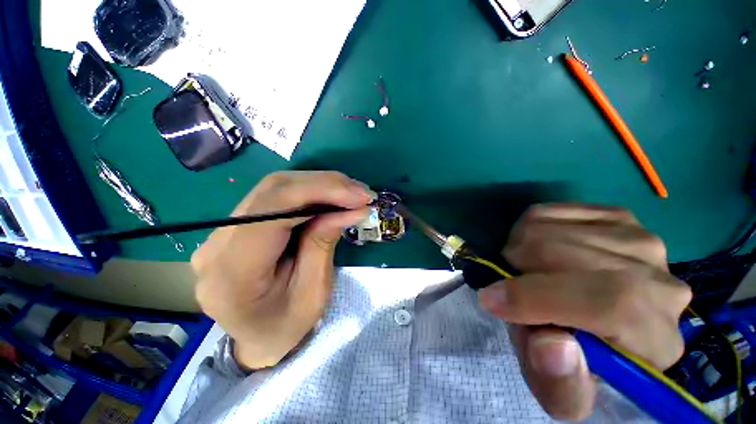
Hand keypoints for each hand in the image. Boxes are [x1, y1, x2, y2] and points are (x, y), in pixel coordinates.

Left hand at [192, 171, 373, 369]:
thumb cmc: (287, 325)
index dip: (320, 192)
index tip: (360, 196)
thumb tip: (351, 207)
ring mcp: (221, 231)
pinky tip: (331, 196)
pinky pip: (275, 196)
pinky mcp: (235, 225)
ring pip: (275, 187)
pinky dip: (310, 191)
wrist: (257, 338)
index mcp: (233, 272)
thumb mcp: (314, 291)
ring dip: (320, 185)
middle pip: (274, 190)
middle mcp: (218, 243)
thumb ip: (325, 242)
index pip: (273, 209)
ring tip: (351, 193)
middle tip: (361, 192)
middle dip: (325, 184)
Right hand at [478, 204, 691, 419]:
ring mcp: (638, 238)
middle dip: (516, 270)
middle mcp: (661, 280)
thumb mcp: (560, 392)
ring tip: (523, 271)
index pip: (609, 303)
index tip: (490, 300)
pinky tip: (537, 251)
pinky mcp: (614, 216)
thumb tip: (552, 345)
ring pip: (547, 230)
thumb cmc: (577, 362)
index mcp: (656, 339)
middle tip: (507, 285)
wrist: (600, 323)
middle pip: (564, 254)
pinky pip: (546, 212)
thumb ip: (558, 383)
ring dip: (517, 251)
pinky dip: (526, 231)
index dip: (539, 298)